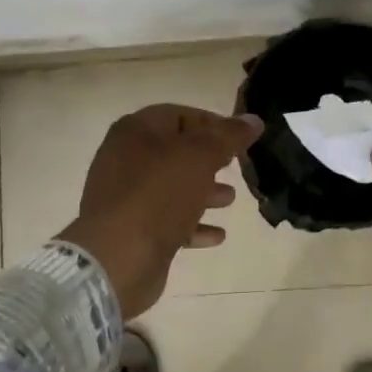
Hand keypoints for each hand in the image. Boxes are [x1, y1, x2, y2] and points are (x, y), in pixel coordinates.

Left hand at [58, 104, 262, 318]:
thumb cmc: (159, 194)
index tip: (241, 138)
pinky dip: (193, 224)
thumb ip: (229, 136)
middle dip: (209, 159)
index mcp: (136, 131)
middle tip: (237, 166)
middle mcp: (126, 158)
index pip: (180, 115)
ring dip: (203, 192)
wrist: (118, 257)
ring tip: (231, 199)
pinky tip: (217, 235)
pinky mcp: (131, 229)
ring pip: (173, 187)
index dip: (213, 123)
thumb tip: (253, 119)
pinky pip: (167, 220)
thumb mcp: (200, 157)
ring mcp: (126, 196)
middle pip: (176, 151)